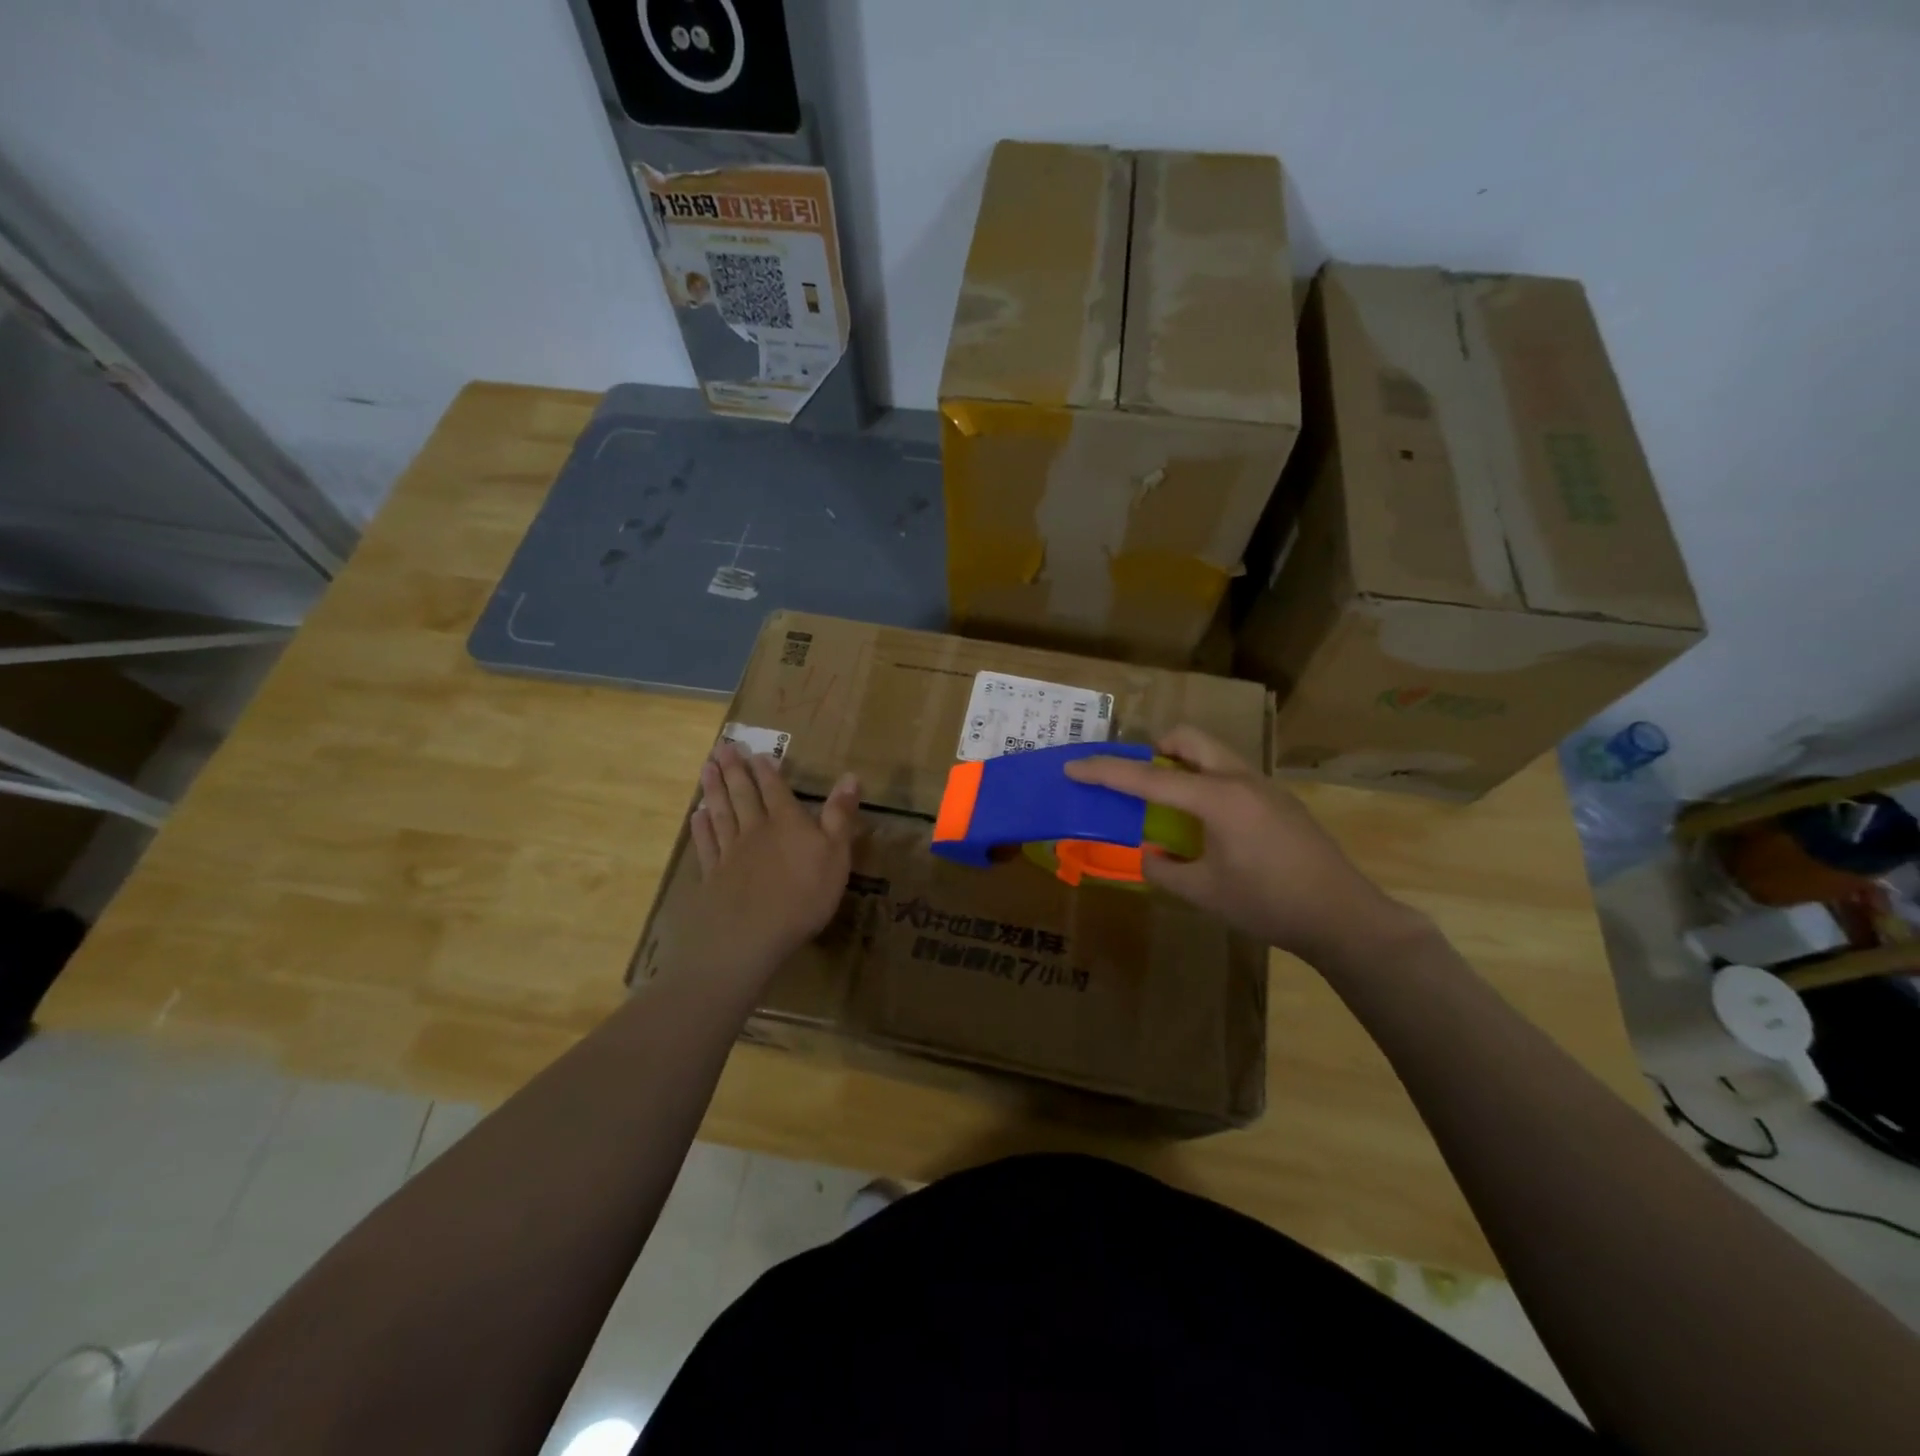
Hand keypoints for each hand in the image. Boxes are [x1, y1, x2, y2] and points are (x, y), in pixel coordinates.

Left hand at [661, 743, 860, 986]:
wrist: (751, 935)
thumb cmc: (803, 895)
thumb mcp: (836, 854)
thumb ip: (840, 815)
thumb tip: (851, 776)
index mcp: (787, 822)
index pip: (775, 789)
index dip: (766, 771)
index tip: (755, 752)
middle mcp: (756, 830)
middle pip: (743, 795)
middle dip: (734, 770)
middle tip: (722, 747)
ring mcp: (731, 853)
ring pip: (721, 813)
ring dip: (714, 790)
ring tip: (706, 768)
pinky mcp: (714, 876)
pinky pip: (707, 845)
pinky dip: (701, 828)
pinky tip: (696, 816)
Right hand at [1065, 726, 1418, 961]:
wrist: (1343, 916)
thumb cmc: (1269, 904)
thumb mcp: (1205, 892)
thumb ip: (1165, 869)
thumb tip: (1151, 855)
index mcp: (1216, 798)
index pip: (1148, 778)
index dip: (1106, 772)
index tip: (1073, 766)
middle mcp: (1239, 779)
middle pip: (1188, 738)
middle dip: (1155, 750)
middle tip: (1140, 783)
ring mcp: (1264, 786)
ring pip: (1212, 752)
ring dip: (1183, 765)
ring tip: (1171, 806)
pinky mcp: (1279, 800)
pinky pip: (1230, 774)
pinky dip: (1206, 783)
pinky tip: (1210, 827)